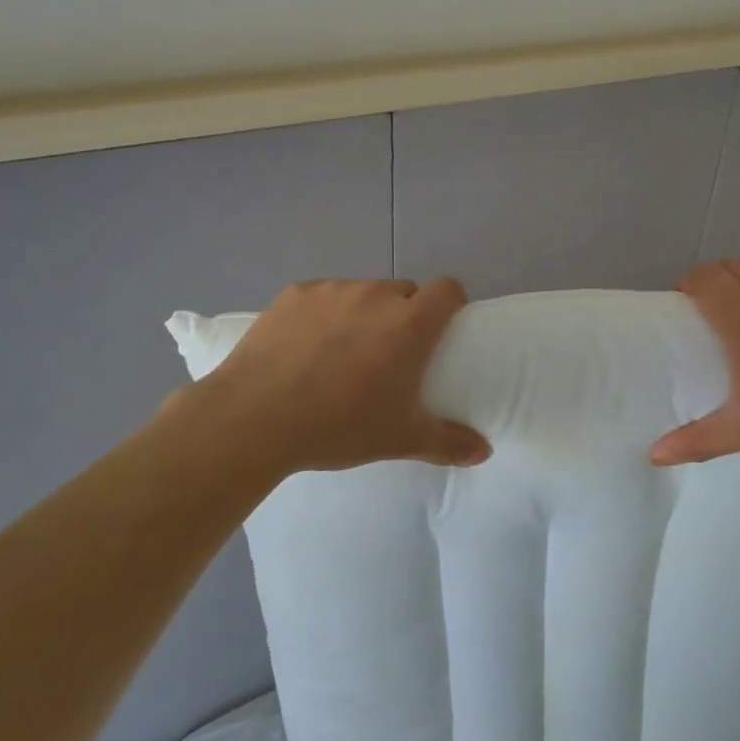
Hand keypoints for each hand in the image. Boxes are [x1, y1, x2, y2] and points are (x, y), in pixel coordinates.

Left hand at [192, 277, 490, 473]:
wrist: (255, 418)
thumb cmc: (340, 426)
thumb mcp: (401, 439)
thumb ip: (449, 443)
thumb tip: (484, 452)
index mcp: (410, 323)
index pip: (447, 289)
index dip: (450, 304)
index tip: (442, 329)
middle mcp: (376, 295)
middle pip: (404, 291)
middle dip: (405, 313)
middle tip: (389, 352)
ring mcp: (332, 290)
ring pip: (362, 292)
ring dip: (363, 313)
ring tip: (342, 351)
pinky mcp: (294, 293)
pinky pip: (322, 296)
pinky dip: (324, 314)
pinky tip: (305, 346)